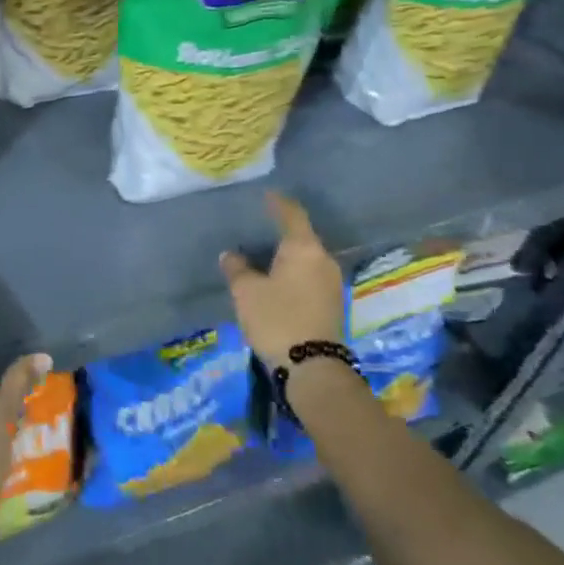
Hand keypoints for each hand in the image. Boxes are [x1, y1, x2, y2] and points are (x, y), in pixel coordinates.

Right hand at [219, 191, 346, 364]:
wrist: (313, 368)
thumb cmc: (277, 319)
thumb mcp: (247, 292)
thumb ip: (237, 268)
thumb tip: (231, 255)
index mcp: (304, 248)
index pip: (292, 214)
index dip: (278, 203)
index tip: (266, 195)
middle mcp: (323, 260)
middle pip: (301, 238)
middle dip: (280, 233)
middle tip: (257, 229)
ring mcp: (331, 283)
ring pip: (306, 259)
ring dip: (287, 257)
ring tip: (263, 258)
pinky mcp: (332, 304)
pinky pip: (310, 277)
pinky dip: (293, 274)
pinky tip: (277, 282)